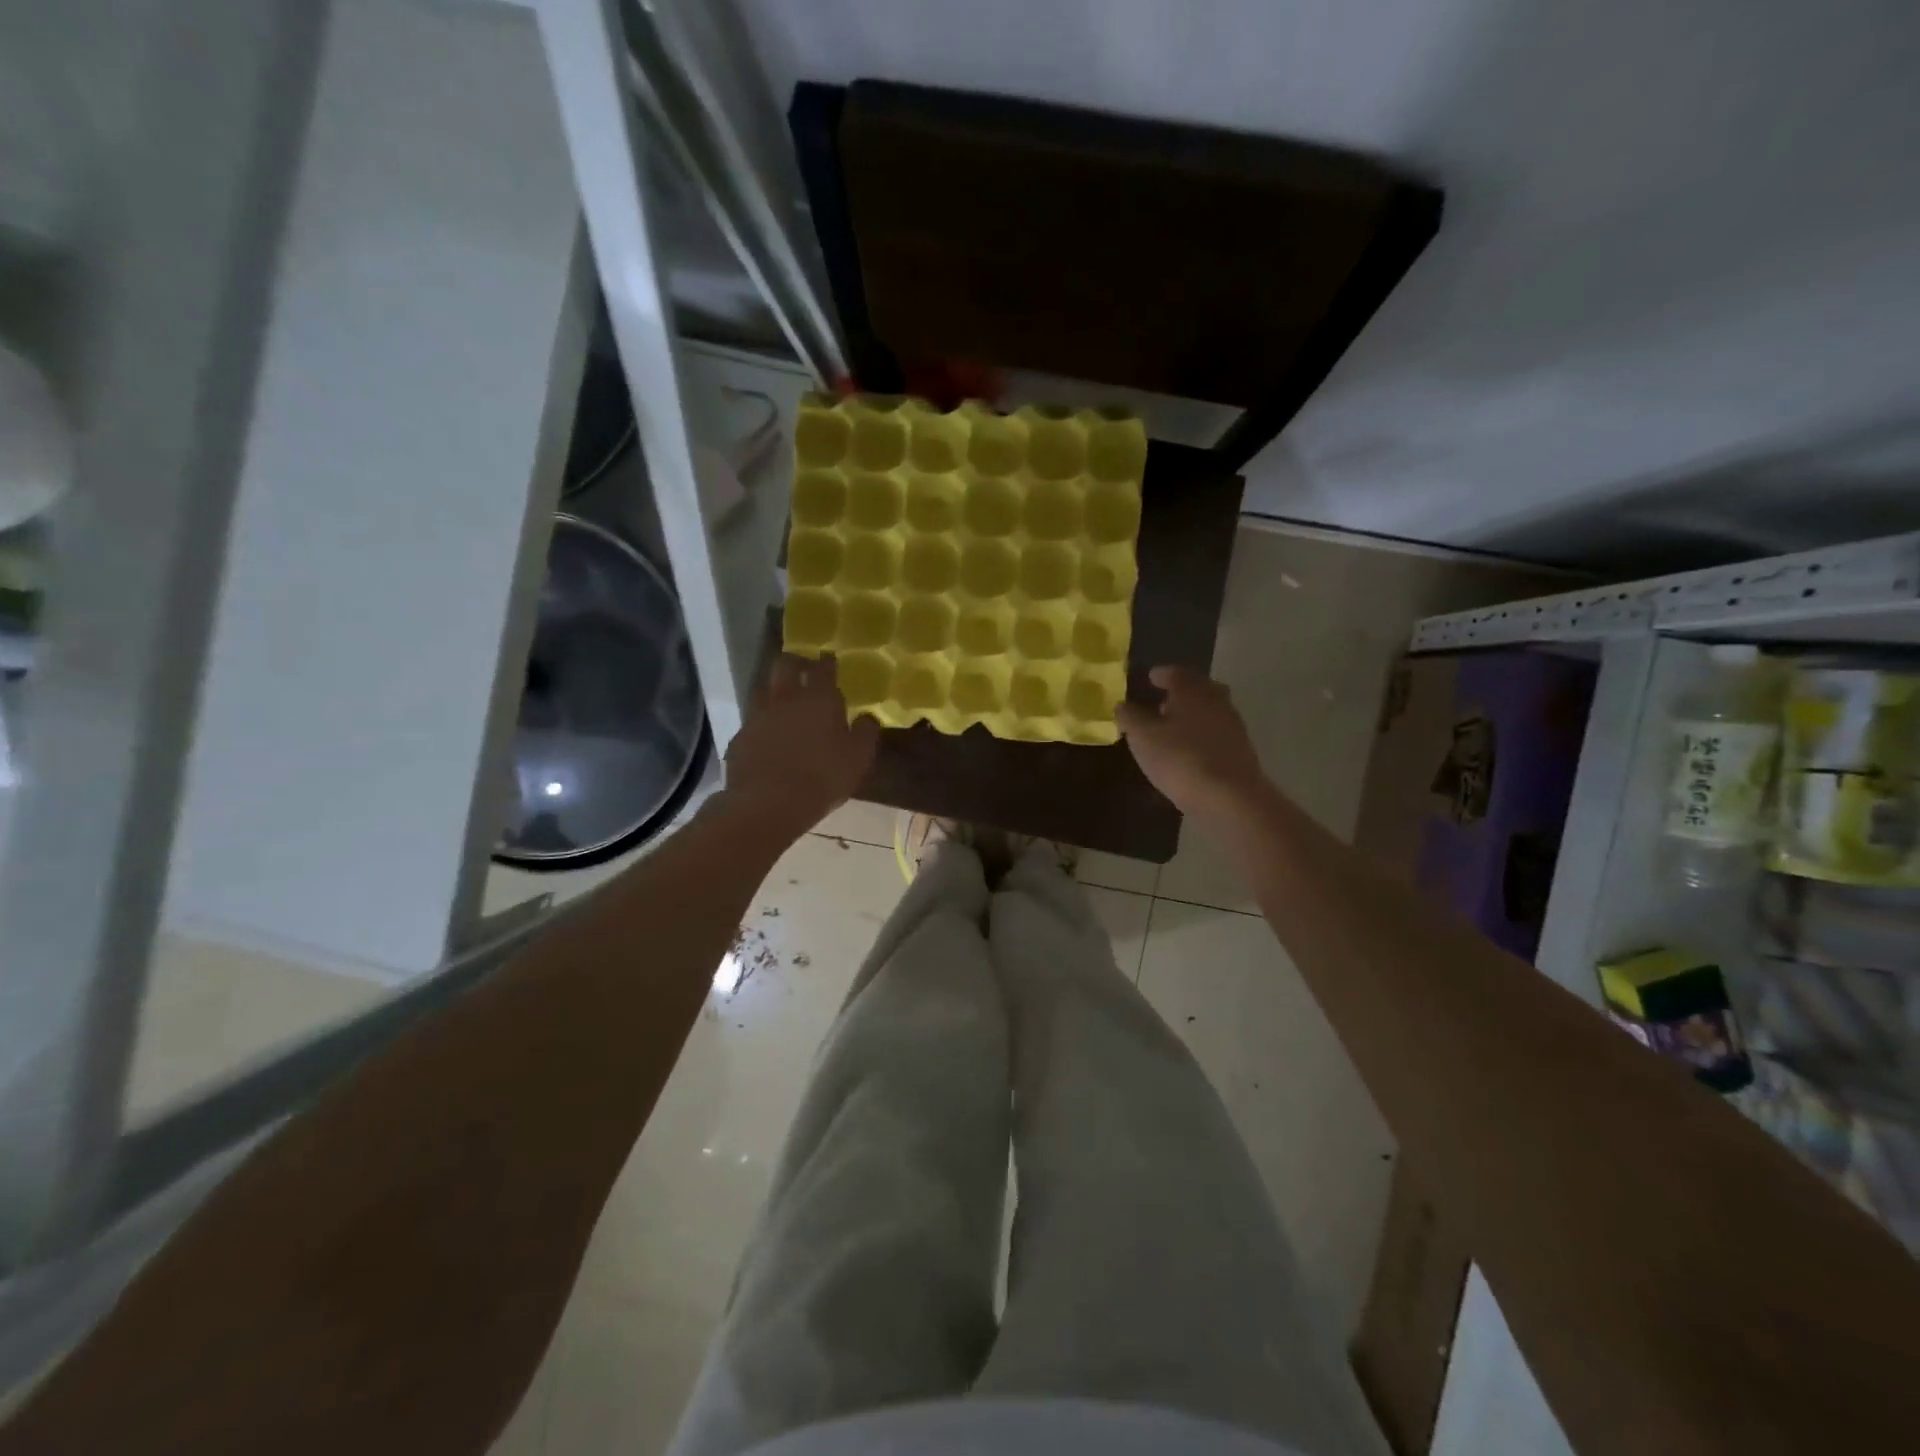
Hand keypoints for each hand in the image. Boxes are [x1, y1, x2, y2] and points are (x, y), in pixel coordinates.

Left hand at [722, 653, 878, 836]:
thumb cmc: (822, 778)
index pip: (823, 668)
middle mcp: (785, 698)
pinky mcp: (740, 737)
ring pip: (764, 689)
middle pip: (785, 665)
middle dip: (796, 663)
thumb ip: (865, 733)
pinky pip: (752, 721)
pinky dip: (762, 723)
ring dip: (775, 691)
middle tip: (805, 670)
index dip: (828, 663)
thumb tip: (867, 717)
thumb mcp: (857, 759)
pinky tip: (768, 737)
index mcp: (818, 698)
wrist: (767, 804)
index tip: (830, 661)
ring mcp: (757, 716)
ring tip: (785, 703)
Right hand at [1115, 665, 1266, 820]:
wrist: (1230, 798)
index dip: (1162, 674)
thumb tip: (1121, 704)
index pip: (1176, 673)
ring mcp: (1232, 726)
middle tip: (1163, 700)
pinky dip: (1203, 735)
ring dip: (1193, 714)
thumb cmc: (1180, 759)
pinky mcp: (1241, 751)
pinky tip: (1190, 750)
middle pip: (1199, 688)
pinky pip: (1217, 733)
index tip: (1151, 677)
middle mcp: (1216, 701)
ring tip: (1173, 728)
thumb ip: (1130, 717)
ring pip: (1210, 711)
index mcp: (1192, 691)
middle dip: (1182, 692)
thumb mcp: (1143, 737)